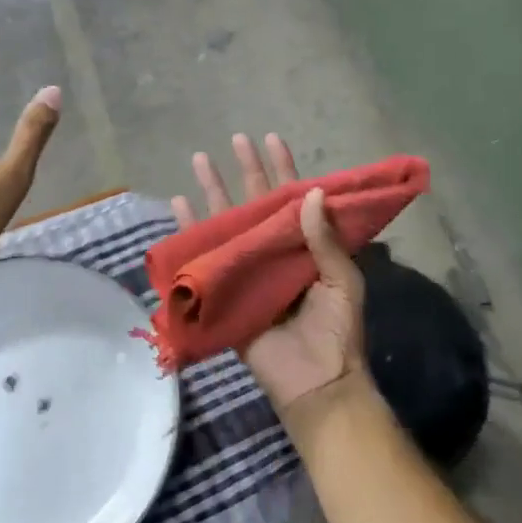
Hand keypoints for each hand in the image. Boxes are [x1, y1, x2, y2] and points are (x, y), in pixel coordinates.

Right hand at [172, 133, 366, 414]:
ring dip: (214, 191)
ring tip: (200, 159)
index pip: (293, 199)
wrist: (317, 384)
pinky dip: (191, 231)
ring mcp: (249, 269)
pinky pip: (206, 256)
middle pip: (257, 202)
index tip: (272, 139)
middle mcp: (275, 251)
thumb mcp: (343, 281)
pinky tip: (179, 206)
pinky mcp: (226, 291)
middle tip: (236, 138)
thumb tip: (312, 191)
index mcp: (307, 247)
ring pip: (228, 221)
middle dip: (246, 169)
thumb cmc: (337, 331)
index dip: (283, 169)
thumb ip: (326, 239)